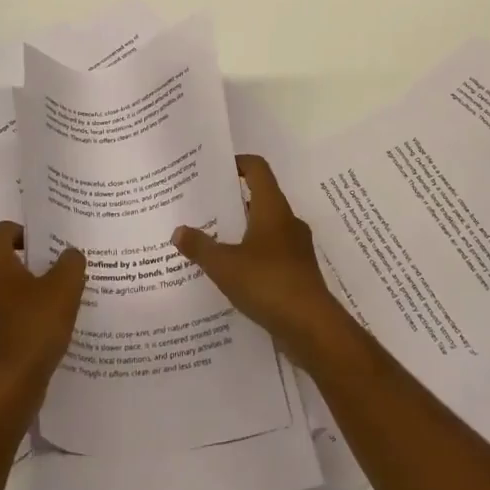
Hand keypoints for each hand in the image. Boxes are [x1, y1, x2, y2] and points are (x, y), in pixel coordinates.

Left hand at [0, 222, 85, 403]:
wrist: (7, 384)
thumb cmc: (34, 326)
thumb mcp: (66, 287)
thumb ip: (70, 262)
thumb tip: (68, 254)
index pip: (4, 229)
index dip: (27, 233)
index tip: (48, 247)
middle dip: (10, 254)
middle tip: (38, 264)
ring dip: (3, 280)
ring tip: (35, 290)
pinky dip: (0, 304)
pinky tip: (27, 317)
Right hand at [172, 155, 357, 368]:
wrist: (312, 327)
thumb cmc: (268, 283)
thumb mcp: (224, 265)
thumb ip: (200, 247)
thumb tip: (178, 231)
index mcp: (272, 208)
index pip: (257, 168)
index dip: (237, 163)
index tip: (214, 169)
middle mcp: (287, 221)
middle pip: (259, 197)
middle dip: (232, 200)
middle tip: (203, 206)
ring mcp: (296, 247)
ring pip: (265, 227)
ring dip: (241, 229)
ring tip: (212, 240)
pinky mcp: (298, 271)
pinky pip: (271, 252)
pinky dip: (252, 254)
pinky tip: (232, 272)